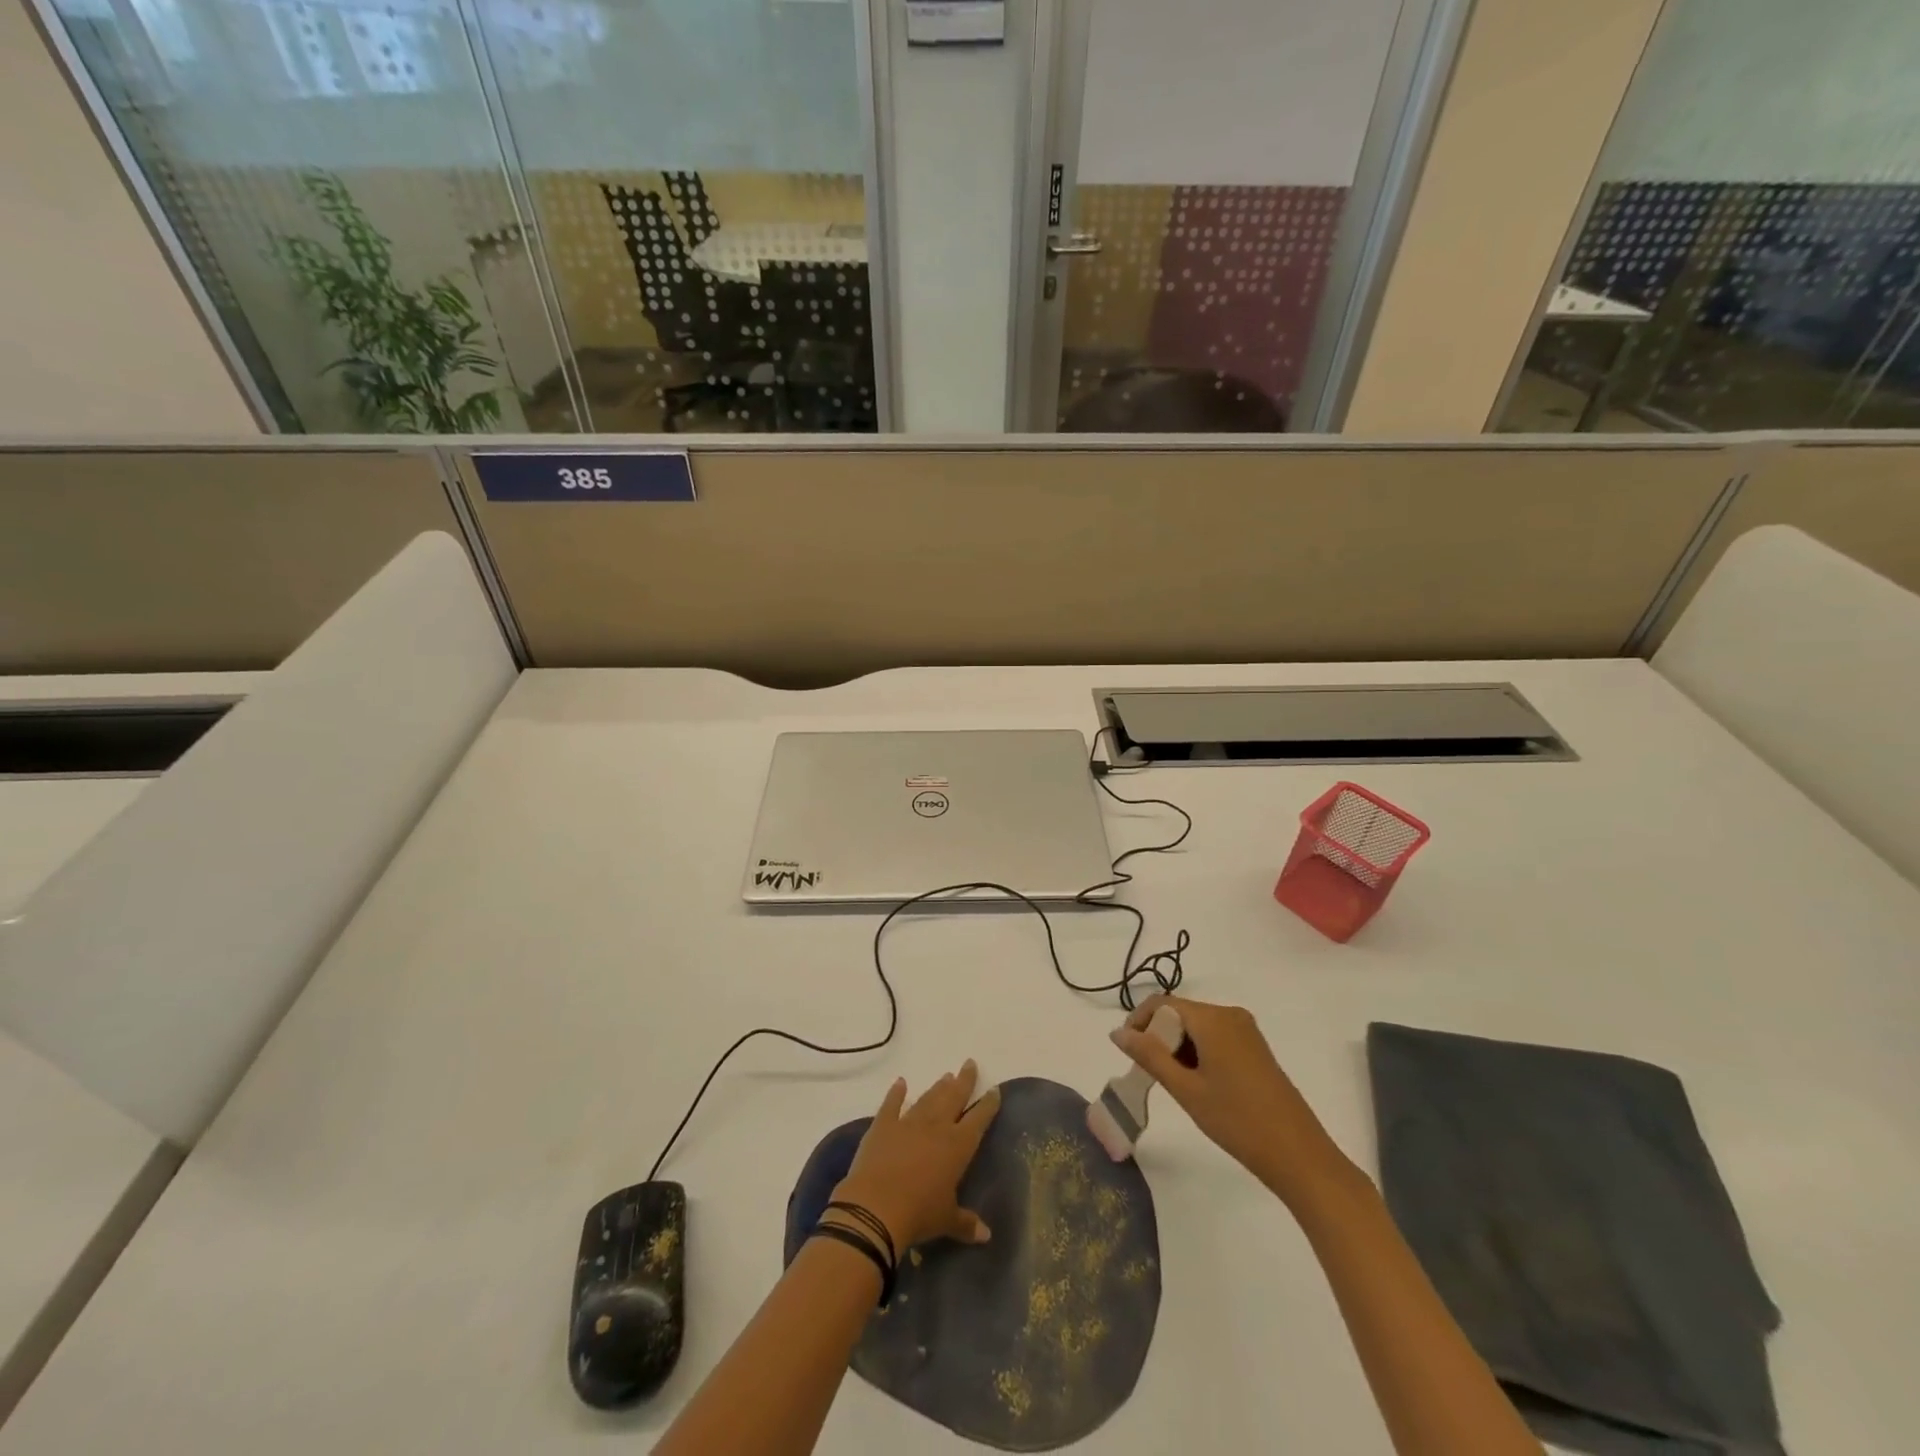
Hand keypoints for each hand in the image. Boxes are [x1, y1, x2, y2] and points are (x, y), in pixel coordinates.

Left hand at [830, 1060, 1000, 1253]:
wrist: (876, 1207)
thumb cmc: (919, 1214)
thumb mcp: (946, 1221)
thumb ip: (966, 1223)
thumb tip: (987, 1235)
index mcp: (957, 1146)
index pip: (979, 1119)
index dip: (988, 1105)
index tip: (994, 1090)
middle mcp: (936, 1127)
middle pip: (954, 1097)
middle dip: (964, 1081)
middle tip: (969, 1064)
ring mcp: (908, 1122)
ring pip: (928, 1099)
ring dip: (937, 1088)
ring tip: (946, 1076)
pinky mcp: (883, 1125)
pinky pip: (891, 1104)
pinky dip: (896, 1093)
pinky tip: (900, 1083)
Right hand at [1113, 994, 1356, 1205]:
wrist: (1299, 1156)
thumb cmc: (1237, 1121)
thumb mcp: (1186, 1089)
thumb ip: (1149, 1056)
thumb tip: (1117, 1033)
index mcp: (1213, 1019)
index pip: (1162, 1003)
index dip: (1138, 1021)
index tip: (1127, 1052)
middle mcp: (1230, 1015)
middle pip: (1180, 1013)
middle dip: (1159, 1037)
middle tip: (1149, 1073)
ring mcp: (1246, 1031)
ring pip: (1197, 1027)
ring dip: (1178, 1047)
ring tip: (1174, 1083)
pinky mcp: (1256, 1049)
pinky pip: (1215, 1038)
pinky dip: (1198, 1053)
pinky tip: (1198, 1084)